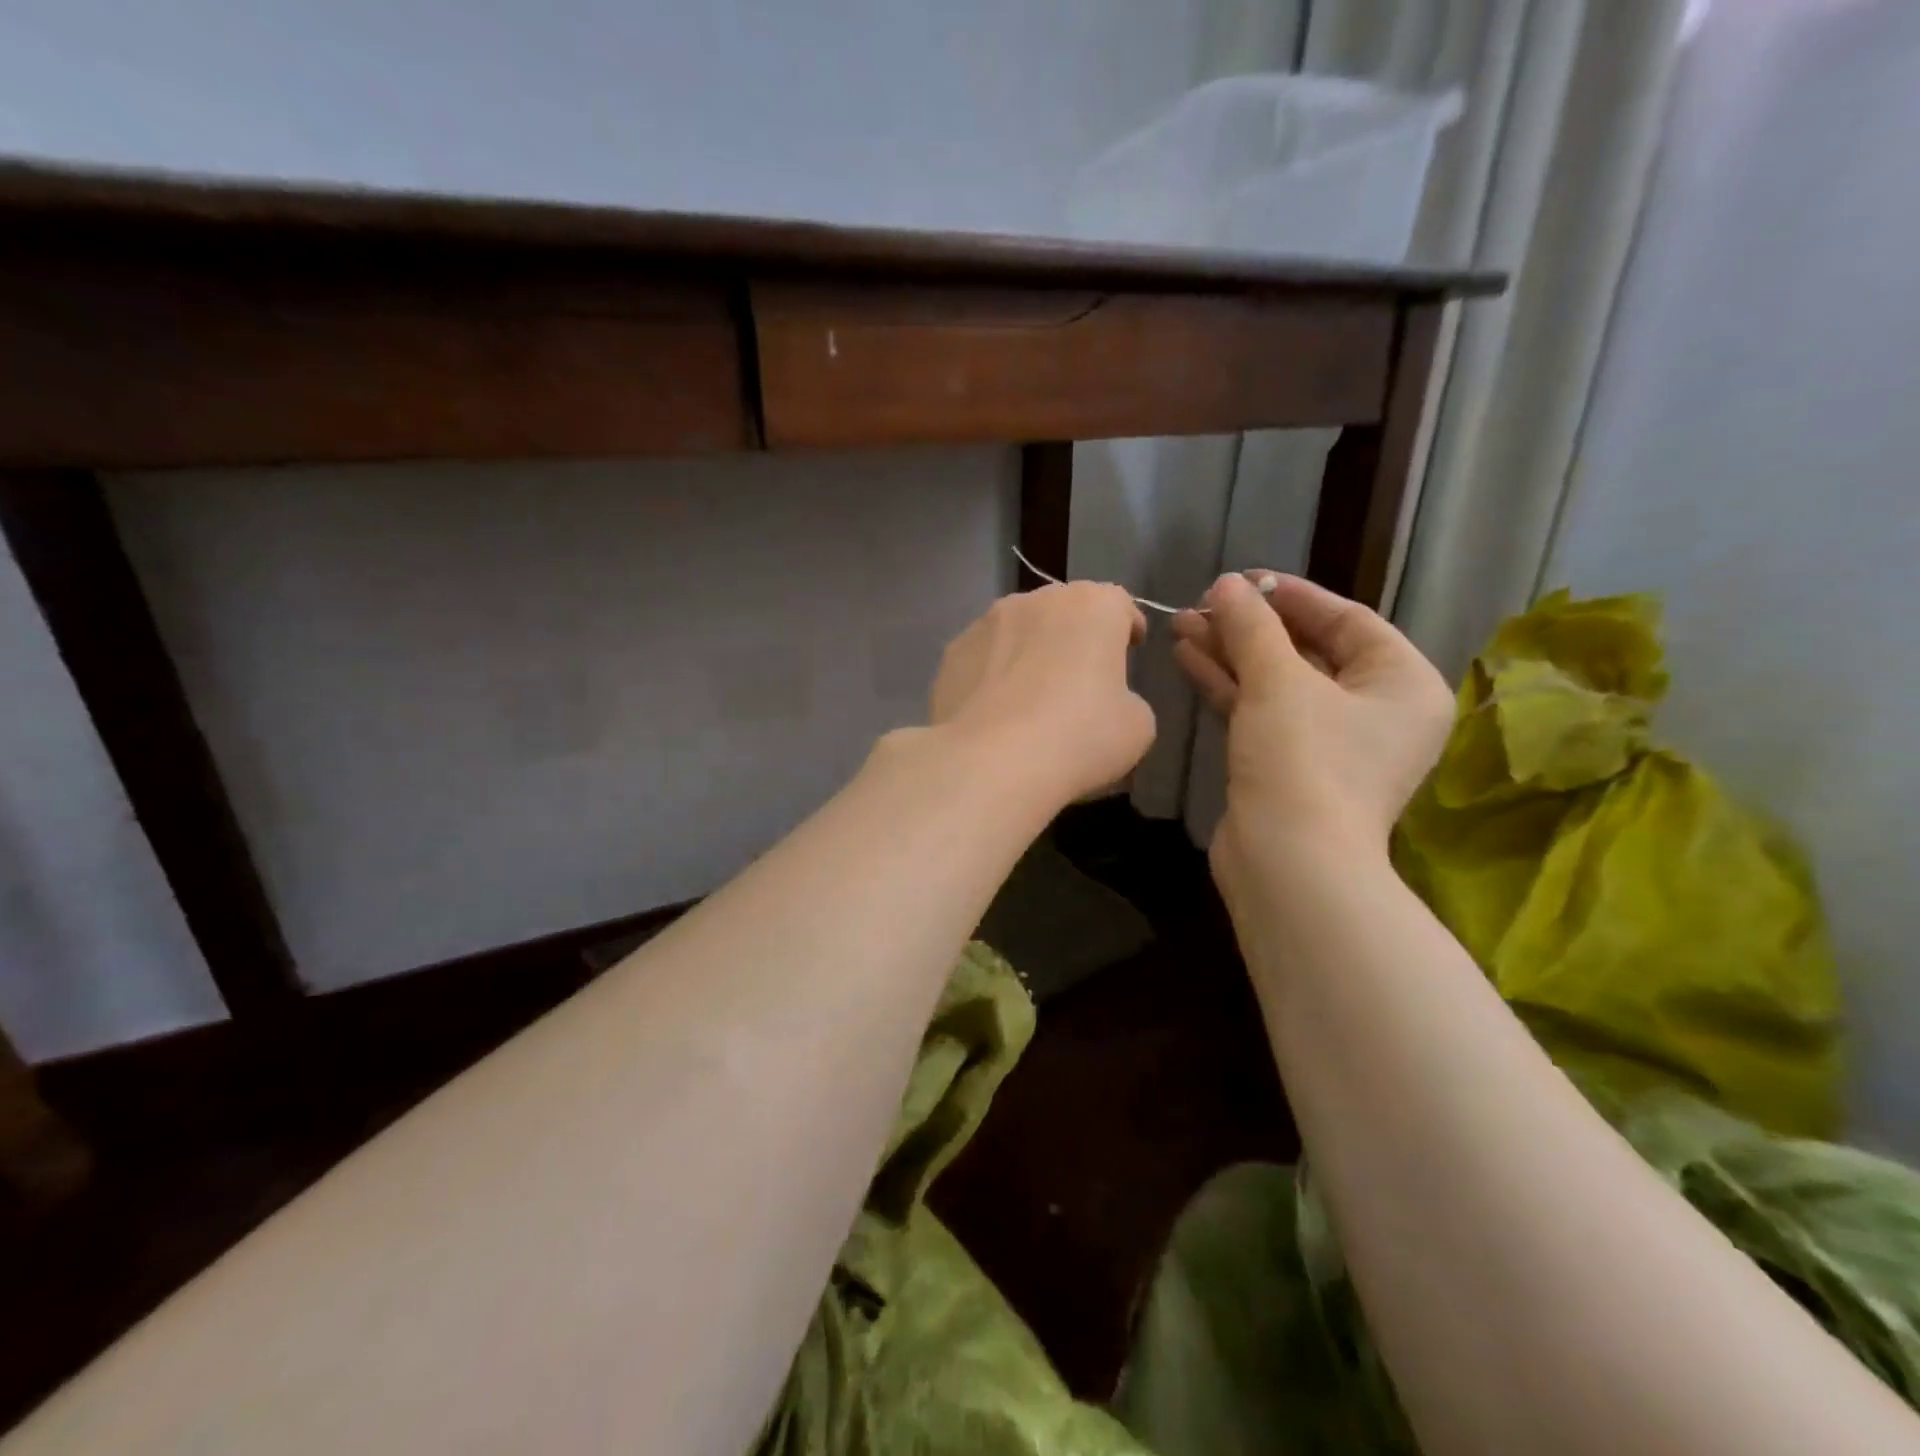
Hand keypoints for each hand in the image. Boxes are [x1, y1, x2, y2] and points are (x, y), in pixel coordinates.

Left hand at [930, 582, 1154, 806]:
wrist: (989, 763)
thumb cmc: (1078, 737)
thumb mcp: (1137, 727)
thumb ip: (1127, 700)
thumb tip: (1108, 702)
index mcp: (1092, 606)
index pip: (1118, 604)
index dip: (1126, 628)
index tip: (1130, 651)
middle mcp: (1036, 599)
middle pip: (1064, 611)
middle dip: (1075, 636)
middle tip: (1081, 677)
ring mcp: (986, 623)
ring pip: (1018, 630)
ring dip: (1029, 651)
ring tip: (1030, 694)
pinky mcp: (951, 653)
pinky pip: (983, 658)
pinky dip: (993, 675)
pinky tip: (994, 711)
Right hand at [1172, 572, 1451, 865]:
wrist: (1288, 863)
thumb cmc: (1303, 761)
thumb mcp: (1278, 682)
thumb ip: (1252, 627)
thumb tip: (1227, 585)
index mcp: (1402, 684)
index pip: (1346, 620)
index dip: (1290, 595)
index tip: (1241, 579)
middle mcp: (1375, 711)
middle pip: (1307, 651)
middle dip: (1250, 627)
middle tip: (1202, 603)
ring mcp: (1331, 742)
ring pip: (1277, 682)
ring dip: (1231, 654)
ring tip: (1183, 625)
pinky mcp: (1290, 765)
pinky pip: (1262, 711)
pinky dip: (1229, 686)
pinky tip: (1188, 658)